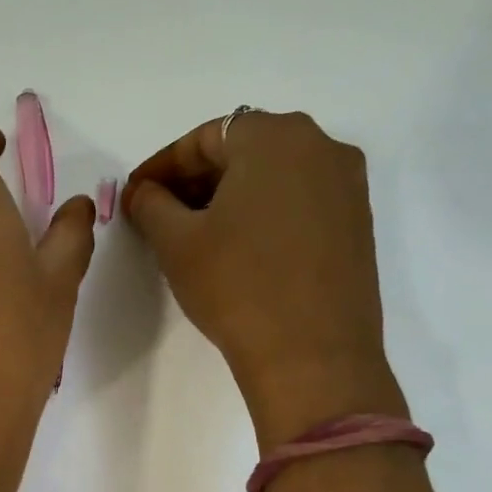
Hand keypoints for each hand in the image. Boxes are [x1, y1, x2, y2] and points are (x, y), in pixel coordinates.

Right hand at [124, 110, 403, 448]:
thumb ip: (152, 205)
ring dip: (230, 197)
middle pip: (243, 150)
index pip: (203, 137)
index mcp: (274, 137)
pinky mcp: (357, 224)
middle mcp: (320, 146)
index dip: (161, 167)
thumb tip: (144, 193)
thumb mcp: (177, 243)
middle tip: (160, 215)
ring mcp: (346, 185)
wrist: (312, 355)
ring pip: (274, 177)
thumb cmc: (237, 286)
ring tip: (197, 235)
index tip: (134, 196)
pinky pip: (299, 202)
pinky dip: (264, 214)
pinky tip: (240, 249)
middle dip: (196, 180)